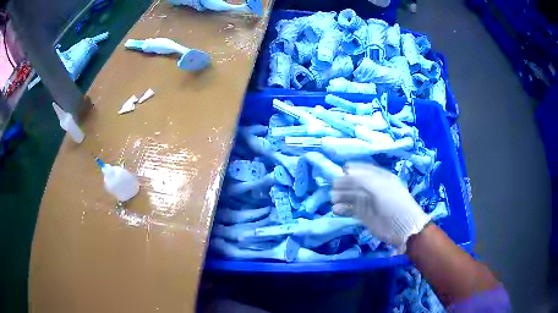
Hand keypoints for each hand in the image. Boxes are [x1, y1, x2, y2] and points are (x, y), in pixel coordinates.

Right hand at [331, 163, 429, 249]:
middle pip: (357, 184)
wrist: (404, 228)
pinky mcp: (366, 216)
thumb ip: (363, 179)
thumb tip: (347, 171)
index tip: (342, 169)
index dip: (354, 169)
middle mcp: (375, 189)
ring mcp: (370, 203)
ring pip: (353, 197)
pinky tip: (336, 210)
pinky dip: (344, 210)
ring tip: (333, 199)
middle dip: (345, 184)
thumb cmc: (394, 205)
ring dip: (342, 197)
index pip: (366, 170)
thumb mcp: (380, 188)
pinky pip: (352, 210)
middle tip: (333, 187)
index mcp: (382, 179)